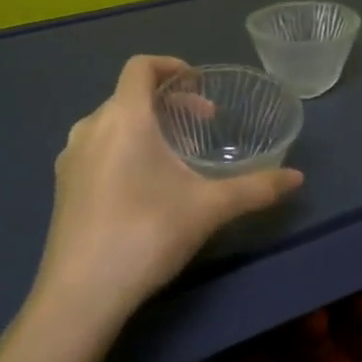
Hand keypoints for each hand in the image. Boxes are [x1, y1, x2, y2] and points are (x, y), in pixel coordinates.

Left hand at [34, 55, 303, 321]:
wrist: (80, 296)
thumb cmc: (146, 234)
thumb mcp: (208, 208)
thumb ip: (255, 188)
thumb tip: (298, 178)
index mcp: (124, 117)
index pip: (141, 66)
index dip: (170, 66)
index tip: (198, 84)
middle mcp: (91, 127)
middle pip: (129, 94)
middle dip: (168, 101)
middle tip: (202, 122)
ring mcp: (71, 158)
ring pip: (111, 122)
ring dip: (145, 124)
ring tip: (174, 153)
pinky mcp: (63, 186)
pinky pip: (96, 147)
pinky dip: (123, 146)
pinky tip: (142, 185)